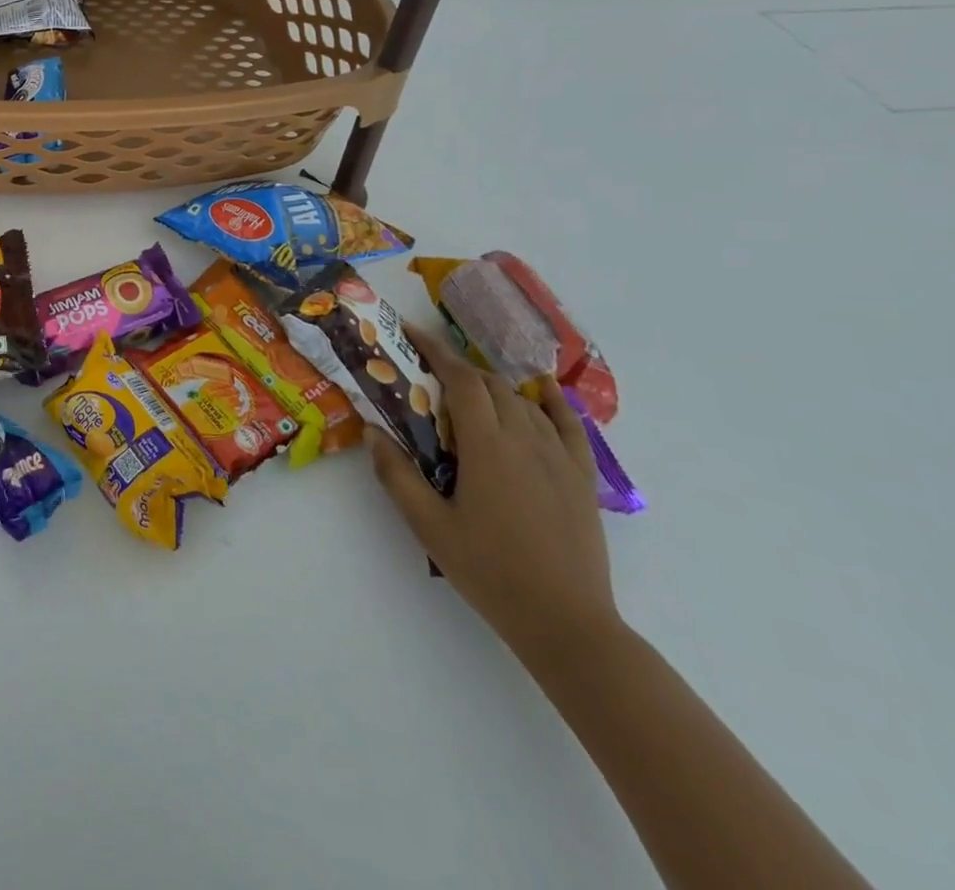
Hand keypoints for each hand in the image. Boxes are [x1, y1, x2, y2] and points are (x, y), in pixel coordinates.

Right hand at [371, 326, 621, 665]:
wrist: (566, 622)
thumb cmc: (489, 570)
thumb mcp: (429, 525)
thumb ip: (397, 475)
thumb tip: (373, 431)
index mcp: (487, 446)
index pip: (461, 379)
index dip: (435, 350)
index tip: (411, 333)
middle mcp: (525, 439)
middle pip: (491, 385)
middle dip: (458, 368)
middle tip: (428, 372)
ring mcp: (559, 457)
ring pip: (524, 402)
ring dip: (493, 387)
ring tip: (468, 392)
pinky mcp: (581, 477)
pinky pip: (568, 425)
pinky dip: (551, 402)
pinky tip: (541, 394)